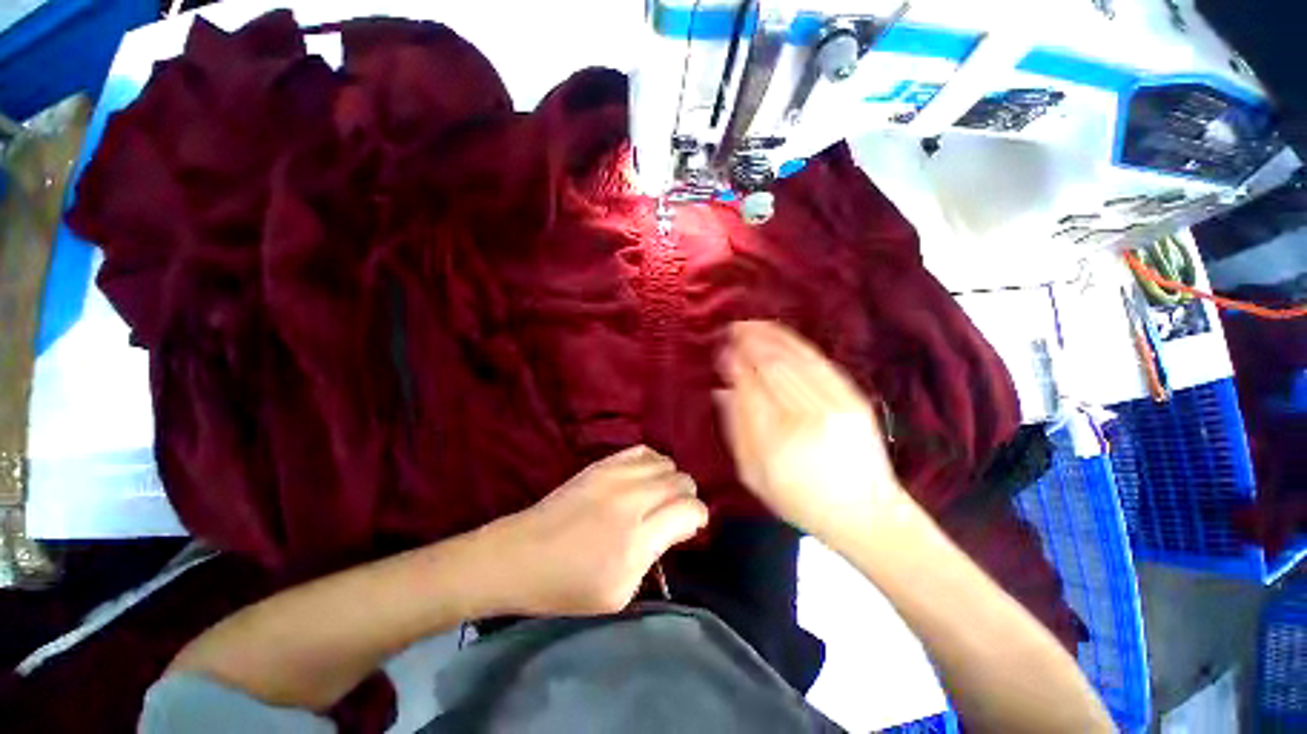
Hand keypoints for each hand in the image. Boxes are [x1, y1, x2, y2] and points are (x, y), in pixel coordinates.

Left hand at [480, 445, 707, 616]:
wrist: (520, 556)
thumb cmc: (567, 586)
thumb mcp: (619, 592)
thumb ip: (654, 557)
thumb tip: (677, 527)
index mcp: (637, 538)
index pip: (690, 509)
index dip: (699, 518)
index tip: (689, 529)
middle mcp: (632, 499)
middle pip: (682, 481)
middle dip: (687, 498)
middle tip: (674, 516)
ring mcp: (616, 475)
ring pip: (667, 463)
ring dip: (671, 480)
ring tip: (659, 497)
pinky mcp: (602, 464)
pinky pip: (643, 451)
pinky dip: (653, 463)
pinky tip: (644, 478)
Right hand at [714, 321, 903, 541]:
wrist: (866, 513)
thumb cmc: (800, 500)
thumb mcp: (753, 475)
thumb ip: (735, 431)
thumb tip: (720, 391)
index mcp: (774, 440)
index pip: (749, 387)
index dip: (733, 363)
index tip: (722, 350)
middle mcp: (804, 417)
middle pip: (772, 366)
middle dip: (749, 341)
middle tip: (733, 328)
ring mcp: (833, 406)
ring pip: (795, 358)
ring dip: (770, 336)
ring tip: (751, 324)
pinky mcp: (853, 399)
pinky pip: (819, 363)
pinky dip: (796, 344)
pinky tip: (780, 335)